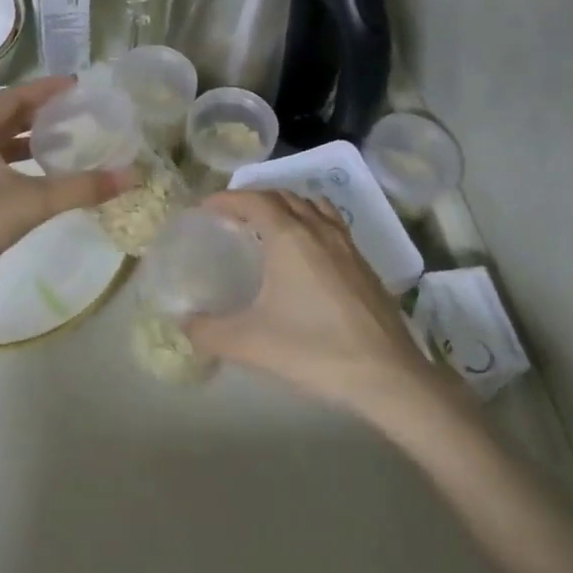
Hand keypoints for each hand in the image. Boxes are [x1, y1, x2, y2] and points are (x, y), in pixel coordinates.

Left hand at [0, 77, 127, 315]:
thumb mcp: (34, 201)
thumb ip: (82, 187)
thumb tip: (130, 176)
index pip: (13, 97)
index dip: (45, 89)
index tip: (75, 86)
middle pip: (6, 116)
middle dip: (40, 111)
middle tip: (76, 110)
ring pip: (0, 141)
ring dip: (31, 137)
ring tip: (66, 139)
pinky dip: (20, 161)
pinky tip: (43, 174)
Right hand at [185, 190, 456, 415]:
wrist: (387, 376)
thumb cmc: (314, 350)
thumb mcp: (250, 343)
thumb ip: (209, 331)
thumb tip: (184, 323)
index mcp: (289, 237)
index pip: (253, 199)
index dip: (226, 198)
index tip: (205, 208)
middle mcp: (318, 229)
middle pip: (282, 196)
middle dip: (254, 198)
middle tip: (232, 217)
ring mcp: (346, 244)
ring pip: (312, 205)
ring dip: (286, 205)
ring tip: (269, 226)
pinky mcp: (364, 264)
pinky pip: (332, 224)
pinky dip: (311, 221)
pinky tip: (307, 252)